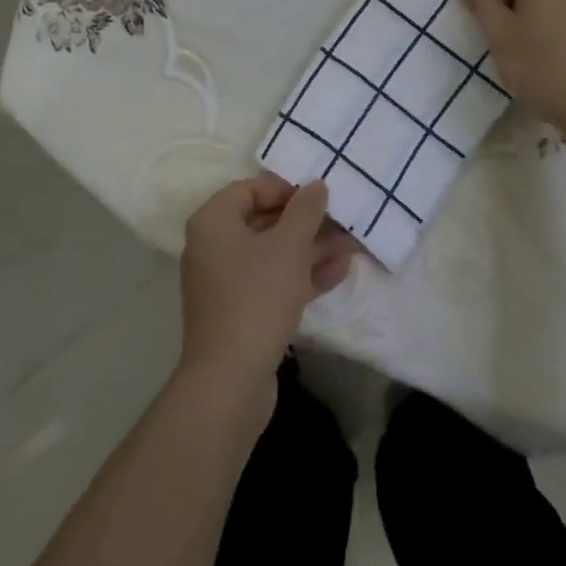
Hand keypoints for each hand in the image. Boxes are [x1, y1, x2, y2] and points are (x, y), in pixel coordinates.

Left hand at [178, 176, 359, 400]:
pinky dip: (302, 275)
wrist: (229, 380)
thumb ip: (305, 210)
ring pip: (273, 254)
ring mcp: (226, 282)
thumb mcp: (288, 246)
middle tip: (342, 219)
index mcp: (213, 222)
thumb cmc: (256, 297)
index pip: (249, 189)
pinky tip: (340, 270)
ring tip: (352, 243)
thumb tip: (316, 185)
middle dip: (306, 222)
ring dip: (311, 248)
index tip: (317, 198)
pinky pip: (273, 282)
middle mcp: (213, 247)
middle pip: (264, 221)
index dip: (285, 189)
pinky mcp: (240, 312)